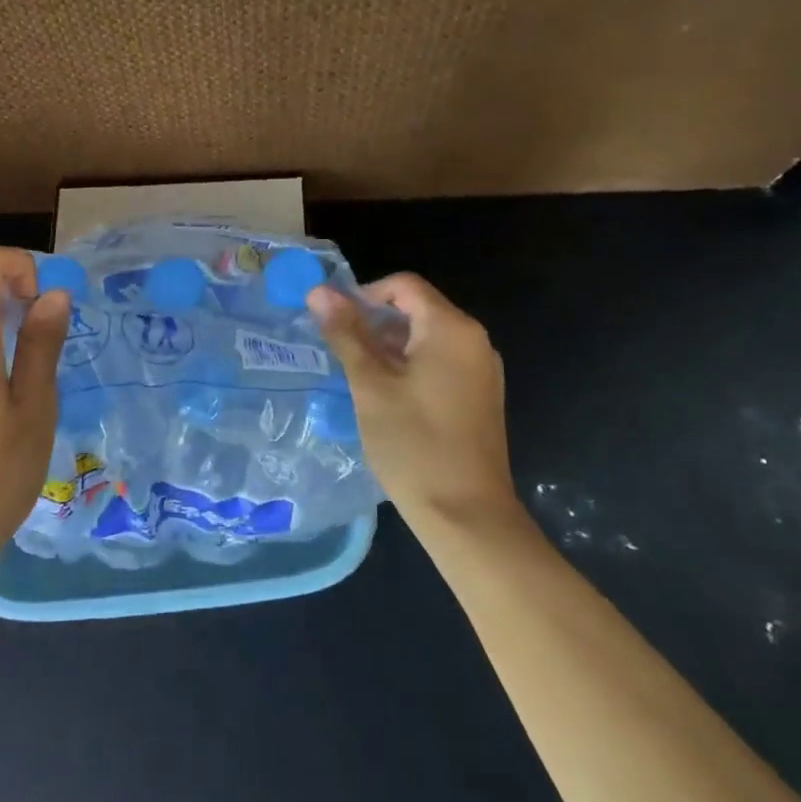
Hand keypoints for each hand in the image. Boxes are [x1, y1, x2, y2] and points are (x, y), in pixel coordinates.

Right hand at [308, 274, 520, 531]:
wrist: (468, 516)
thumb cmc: (414, 444)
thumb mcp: (370, 385)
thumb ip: (345, 333)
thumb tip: (318, 291)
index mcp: (451, 328)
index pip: (404, 285)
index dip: (364, 295)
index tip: (336, 324)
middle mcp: (474, 340)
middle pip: (417, 309)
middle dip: (374, 322)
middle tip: (340, 351)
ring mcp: (481, 370)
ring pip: (427, 337)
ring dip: (389, 346)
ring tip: (357, 375)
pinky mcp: (480, 396)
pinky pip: (440, 362)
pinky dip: (410, 366)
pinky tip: (386, 396)